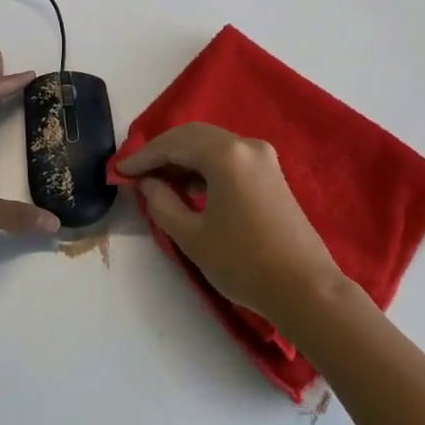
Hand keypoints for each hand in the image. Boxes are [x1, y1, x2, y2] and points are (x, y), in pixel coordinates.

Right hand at [116, 122, 348, 327]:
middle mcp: (246, 145)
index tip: (119, 171)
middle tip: (136, 174)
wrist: (305, 288)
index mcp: (226, 154)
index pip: (174, 144)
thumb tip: (148, 183)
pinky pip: (229, 157)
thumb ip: (162, 203)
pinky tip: (190, 188)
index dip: (143, 157)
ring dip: (184, 159)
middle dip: (162, 152)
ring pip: (212, 145)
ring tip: (158, 183)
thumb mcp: (192, 236)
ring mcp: (263, 157)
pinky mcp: (271, 172)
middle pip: (193, 136)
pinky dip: (205, 166)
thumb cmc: (244, 263)